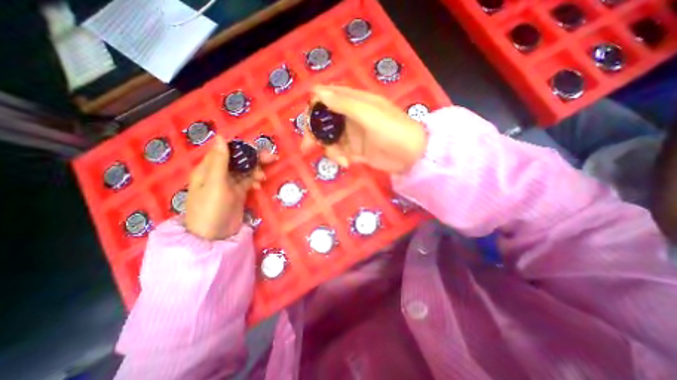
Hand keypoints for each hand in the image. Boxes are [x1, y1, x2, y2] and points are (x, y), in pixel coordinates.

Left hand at [183, 136, 273, 238]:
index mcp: (209, 168)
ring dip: (256, 170)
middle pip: (239, 159)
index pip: (227, 150)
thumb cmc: (211, 209)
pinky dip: (254, 180)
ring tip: (262, 177)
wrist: (214, 236)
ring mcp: (229, 183)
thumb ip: (220, 161)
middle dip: (254, 158)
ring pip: (245, 170)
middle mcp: (219, 173)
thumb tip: (220, 136)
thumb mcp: (216, 184)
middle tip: (272, 158)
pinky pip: (248, 181)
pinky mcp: (238, 192)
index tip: (259, 149)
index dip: (243, 147)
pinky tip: (258, 185)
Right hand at [302, 85, 427, 170]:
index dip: (314, 107)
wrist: (411, 155)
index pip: (327, 98)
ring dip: (330, 150)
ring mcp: (353, 135)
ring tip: (341, 159)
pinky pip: (340, 153)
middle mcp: (350, 117)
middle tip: (307, 146)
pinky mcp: (356, 150)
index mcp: (354, 102)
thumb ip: (344, 103)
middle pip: (324, 121)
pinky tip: (347, 164)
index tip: (307, 121)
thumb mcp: (369, 114)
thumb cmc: (392, 129)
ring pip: (330, 139)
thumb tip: (317, 92)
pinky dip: (339, 158)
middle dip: (315, 133)